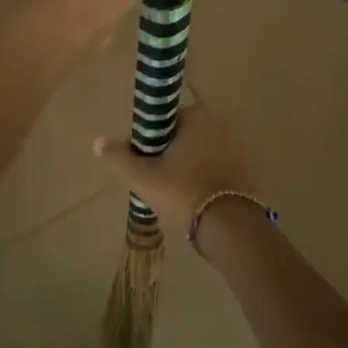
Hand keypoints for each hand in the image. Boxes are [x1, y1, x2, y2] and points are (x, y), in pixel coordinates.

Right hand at [93, 106, 258, 238]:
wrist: (231, 229)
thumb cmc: (183, 194)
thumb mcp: (143, 178)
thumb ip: (120, 157)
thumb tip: (98, 142)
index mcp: (197, 118)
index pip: (165, 121)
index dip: (151, 142)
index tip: (145, 164)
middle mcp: (221, 126)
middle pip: (184, 138)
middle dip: (171, 157)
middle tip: (159, 184)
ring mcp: (239, 148)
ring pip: (202, 156)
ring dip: (189, 170)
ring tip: (177, 198)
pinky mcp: (249, 172)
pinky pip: (219, 171)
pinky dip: (207, 181)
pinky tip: (198, 204)